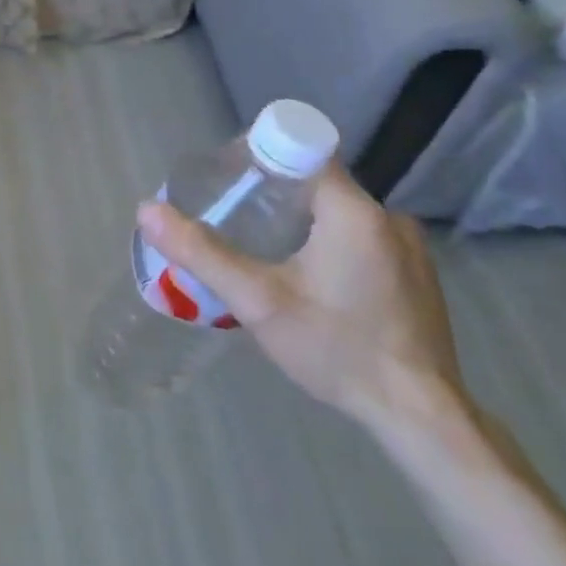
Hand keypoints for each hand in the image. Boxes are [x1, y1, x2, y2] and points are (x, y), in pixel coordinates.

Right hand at [137, 164, 463, 431]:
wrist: (419, 416)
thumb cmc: (336, 349)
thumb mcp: (257, 301)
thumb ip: (201, 252)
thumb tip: (146, 209)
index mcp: (354, 212)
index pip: (305, 149)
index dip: (262, 155)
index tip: (229, 178)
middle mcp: (388, 217)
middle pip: (319, 181)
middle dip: (273, 192)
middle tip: (233, 218)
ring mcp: (410, 246)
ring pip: (340, 211)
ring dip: (302, 219)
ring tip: (264, 250)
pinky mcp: (417, 274)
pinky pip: (362, 236)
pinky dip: (329, 242)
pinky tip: (309, 279)